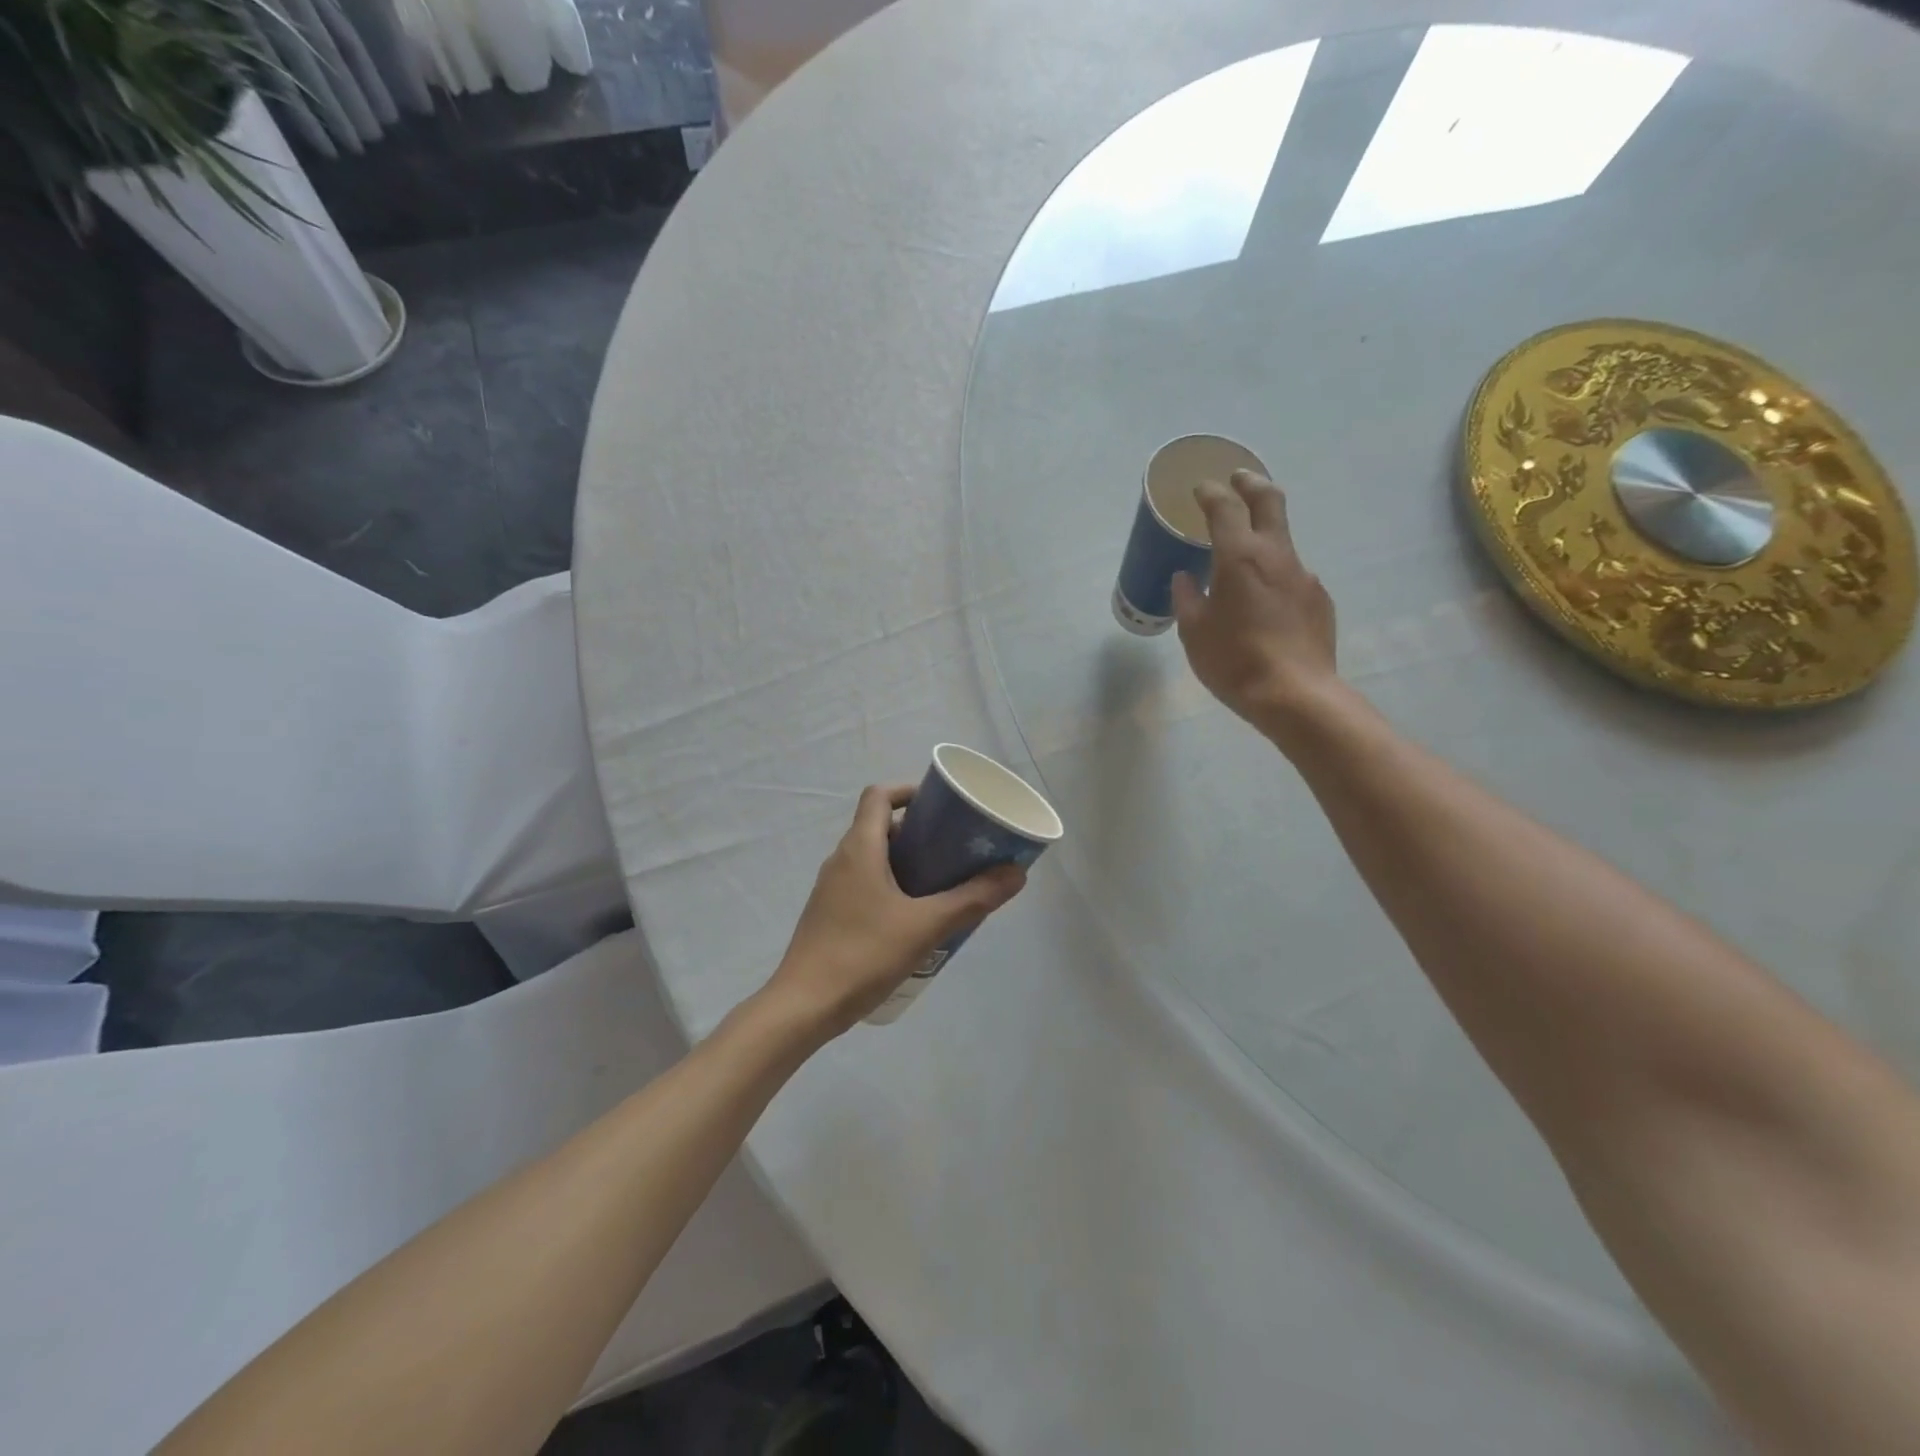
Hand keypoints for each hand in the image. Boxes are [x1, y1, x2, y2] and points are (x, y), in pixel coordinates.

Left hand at [767, 785, 1026, 1036]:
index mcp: (859, 848)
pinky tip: (915, 916)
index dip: (910, 791)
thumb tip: (1016, 873)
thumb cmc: (863, 954)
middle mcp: (841, 859)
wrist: (804, 1006)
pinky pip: (865, 884)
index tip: (942, 806)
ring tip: (943, 882)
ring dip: (907, 861)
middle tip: (954, 848)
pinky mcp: (831, 914)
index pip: (879, 795)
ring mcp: (832, 888)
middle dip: (919, 831)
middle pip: (880, 825)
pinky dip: (892, 885)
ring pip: (874, 858)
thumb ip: (972, 898)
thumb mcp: (926, 926)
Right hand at [1172, 470, 1339, 741]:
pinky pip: (1292, 576)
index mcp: (1240, 557)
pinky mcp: (1319, 600)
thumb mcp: (1194, 632)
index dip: (1211, 493)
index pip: (1226, 507)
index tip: (1200, 489)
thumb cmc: (1233, 661)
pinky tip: (1264, 602)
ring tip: (1243, 556)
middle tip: (1238, 479)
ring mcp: (1303, 576)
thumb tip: (1185, 579)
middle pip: (1269, 501)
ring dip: (1263, 535)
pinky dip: (1275, 574)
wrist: (1295, 694)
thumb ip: (1187, 599)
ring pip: (1283, 540)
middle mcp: (1277, 555)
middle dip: (1251, 484)